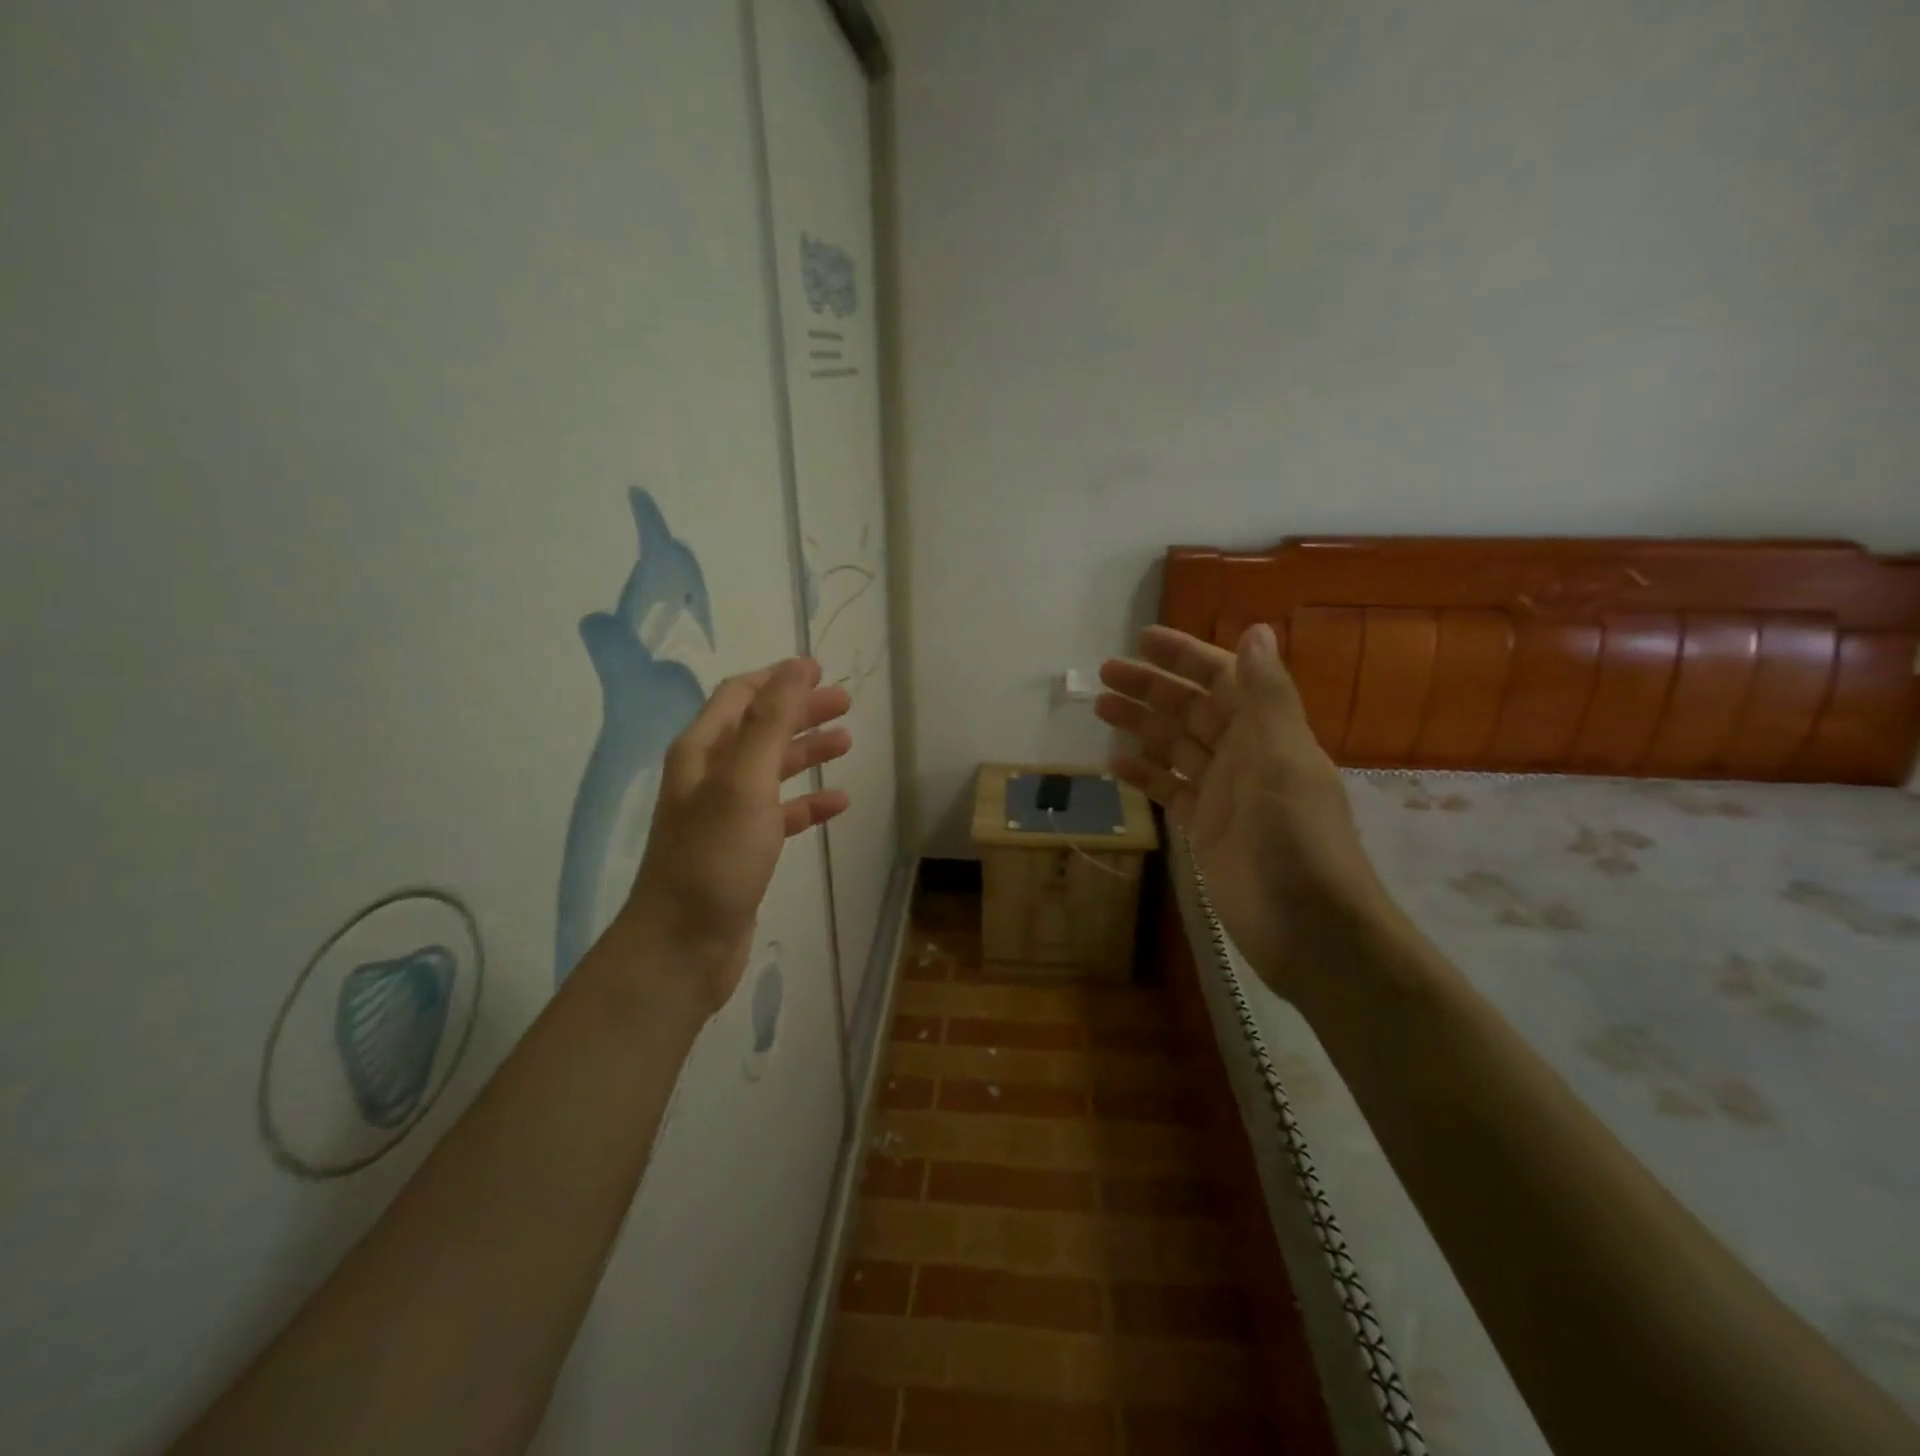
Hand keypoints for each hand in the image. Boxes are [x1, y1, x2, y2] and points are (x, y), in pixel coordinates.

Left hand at [620, 658, 851, 1014]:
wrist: (683, 946)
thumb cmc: (714, 857)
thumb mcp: (744, 781)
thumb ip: (770, 722)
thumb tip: (794, 667)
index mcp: (702, 752)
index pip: (740, 696)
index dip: (778, 679)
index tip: (819, 669)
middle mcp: (711, 776)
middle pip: (760, 728)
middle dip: (800, 711)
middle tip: (844, 702)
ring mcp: (727, 815)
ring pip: (773, 769)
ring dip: (807, 751)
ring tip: (847, 740)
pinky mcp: (744, 850)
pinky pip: (782, 813)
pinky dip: (809, 803)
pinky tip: (838, 801)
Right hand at [1096, 623, 1384, 994]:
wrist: (1308, 926)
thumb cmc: (1296, 837)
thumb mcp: (1284, 758)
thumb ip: (1267, 696)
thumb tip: (1255, 630)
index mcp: (1268, 732)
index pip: (1223, 679)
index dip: (1186, 656)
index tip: (1143, 640)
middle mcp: (1245, 755)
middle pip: (1192, 709)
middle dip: (1152, 687)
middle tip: (1105, 672)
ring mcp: (1222, 794)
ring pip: (1175, 746)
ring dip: (1141, 724)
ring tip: (1101, 706)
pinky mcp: (1204, 829)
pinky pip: (1169, 790)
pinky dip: (1144, 774)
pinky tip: (1113, 763)